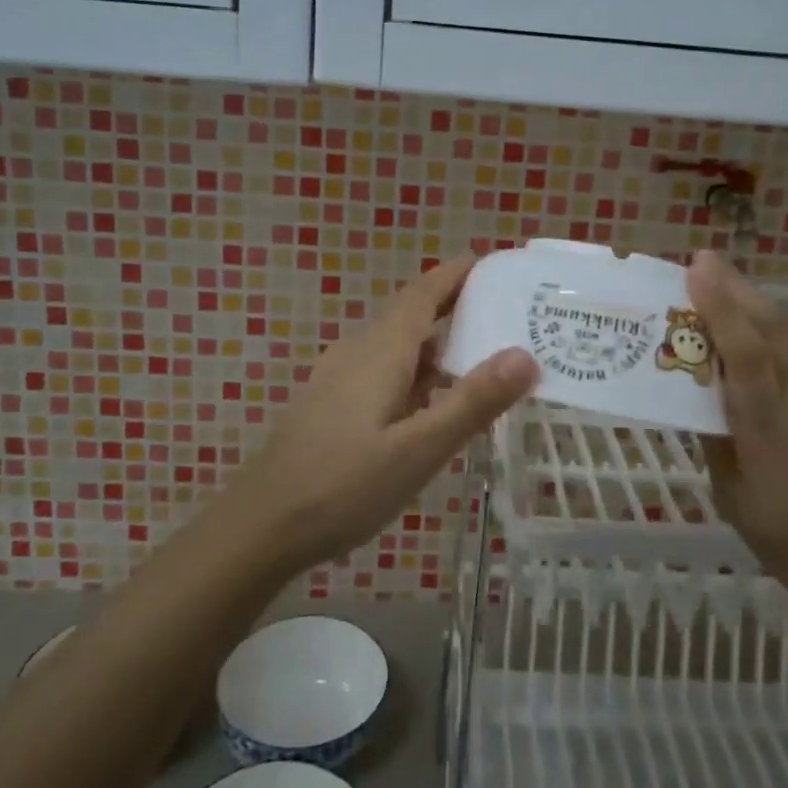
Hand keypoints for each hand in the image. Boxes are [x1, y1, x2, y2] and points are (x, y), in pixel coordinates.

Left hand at [233, 257, 538, 570]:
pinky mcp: (329, 404)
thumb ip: (472, 402)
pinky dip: (414, 370)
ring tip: (478, 353)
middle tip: (503, 310)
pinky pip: (381, 370)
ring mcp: (338, 379)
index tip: (491, 262)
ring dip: (434, 341)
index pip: (423, 294)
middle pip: (409, 314)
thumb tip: (526, 354)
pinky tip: (429, 400)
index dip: (455, 274)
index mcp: (381, 352)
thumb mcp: (418, 449)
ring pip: (395, 345)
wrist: (261, 525)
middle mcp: (357, 353)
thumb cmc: (343, 486)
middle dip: (452, 305)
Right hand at [689, 250, 787, 633]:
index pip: (744, 353)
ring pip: (787, 347)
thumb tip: (702, 405)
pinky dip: (768, 350)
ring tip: (720, 300)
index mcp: (770, 429)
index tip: (698, 266)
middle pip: (774, 331)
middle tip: (706, 263)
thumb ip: (719, 447)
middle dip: (739, 289)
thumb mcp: (738, 505)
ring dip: (753, 314)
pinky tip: (751, 366)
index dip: (721, 306)